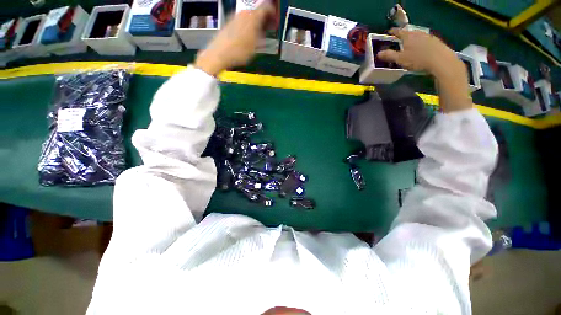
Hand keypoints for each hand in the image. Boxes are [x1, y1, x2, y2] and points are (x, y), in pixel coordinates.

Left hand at [195, 2, 276, 75]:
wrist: (219, 53)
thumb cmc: (240, 51)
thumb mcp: (256, 46)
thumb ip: (263, 35)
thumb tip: (266, 29)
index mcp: (253, 16)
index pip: (267, 8)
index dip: (273, 13)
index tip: (275, 21)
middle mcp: (244, 13)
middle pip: (257, 11)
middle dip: (264, 19)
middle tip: (269, 28)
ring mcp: (235, 16)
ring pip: (250, 16)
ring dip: (256, 22)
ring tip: (260, 33)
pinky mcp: (229, 22)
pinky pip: (243, 20)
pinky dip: (248, 25)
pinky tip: (249, 35)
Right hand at [376, 28, 463, 76]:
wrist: (440, 60)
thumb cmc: (417, 59)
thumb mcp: (400, 59)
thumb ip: (389, 55)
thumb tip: (378, 53)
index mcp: (408, 36)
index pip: (398, 31)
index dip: (393, 32)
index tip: (389, 32)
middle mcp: (418, 33)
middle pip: (409, 33)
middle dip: (403, 37)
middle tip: (399, 41)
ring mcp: (428, 37)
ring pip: (417, 37)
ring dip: (413, 40)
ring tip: (409, 47)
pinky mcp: (436, 42)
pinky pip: (425, 41)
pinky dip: (420, 44)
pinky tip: (420, 50)